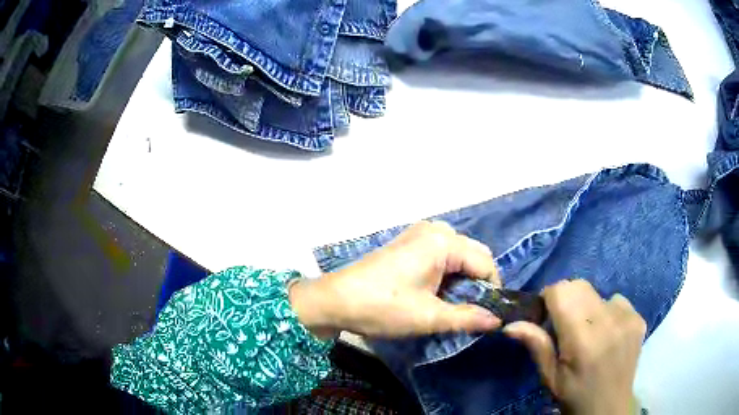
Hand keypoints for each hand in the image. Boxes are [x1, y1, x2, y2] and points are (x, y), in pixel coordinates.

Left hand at [289, 221, 501, 337]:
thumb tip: (498, 320)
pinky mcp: (409, 243)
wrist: (335, 300)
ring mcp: (420, 234)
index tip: (487, 315)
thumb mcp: (428, 317)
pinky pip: (441, 255)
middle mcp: (435, 230)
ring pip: (458, 256)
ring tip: (451, 305)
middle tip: (468, 312)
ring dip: (462, 280)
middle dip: (477, 284)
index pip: (485, 264)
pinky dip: (446, 274)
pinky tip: (436, 293)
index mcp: (443, 241)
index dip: (491, 291)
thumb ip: (468, 317)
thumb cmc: (382, 307)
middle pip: (474, 255)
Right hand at [503, 280, 645, 414]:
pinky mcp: (639, 319)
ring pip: (599, 294)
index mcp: (582, 339)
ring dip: (589, 308)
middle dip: (567, 299)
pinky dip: (608, 313)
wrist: (608, 408)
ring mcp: (628, 318)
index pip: (562, 291)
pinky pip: (617, 302)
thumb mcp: (550, 377)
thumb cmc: (574, 395)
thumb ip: (536, 346)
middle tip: (565, 326)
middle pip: (580, 286)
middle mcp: (608, 321)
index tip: (545, 315)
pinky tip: (608, 335)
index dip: (549, 298)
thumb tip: (510, 325)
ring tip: (590, 334)